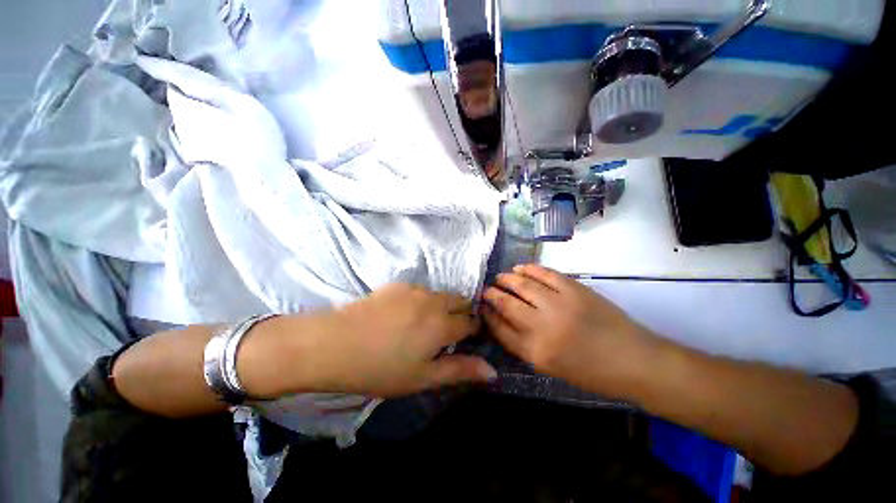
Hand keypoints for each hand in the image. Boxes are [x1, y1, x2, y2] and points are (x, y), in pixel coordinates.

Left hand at [302, 284, 495, 397]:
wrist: (335, 343)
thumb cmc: (381, 368)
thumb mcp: (422, 377)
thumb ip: (459, 370)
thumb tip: (492, 370)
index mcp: (442, 324)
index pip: (471, 322)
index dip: (474, 330)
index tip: (470, 338)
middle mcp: (433, 301)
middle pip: (460, 301)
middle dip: (463, 313)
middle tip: (451, 331)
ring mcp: (415, 289)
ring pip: (441, 294)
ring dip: (443, 306)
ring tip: (428, 323)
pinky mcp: (398, 284)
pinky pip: (421, 290)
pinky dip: (424, 300)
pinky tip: (406, 314)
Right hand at [482, 264, 655, 395]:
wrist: (634, 361)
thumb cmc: (591, 372)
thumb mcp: (550, 367)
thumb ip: (523, 344)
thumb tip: (503, 321)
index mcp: (536, 351)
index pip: (500, 328)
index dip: (488, 315)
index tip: (482, 307)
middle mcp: (542, 327)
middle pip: (507, 304)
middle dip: (492, 295)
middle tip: (486, 289)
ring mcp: (559, 305)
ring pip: (522, 285)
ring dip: (507, 278)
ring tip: (500, 277)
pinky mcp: (574, 289)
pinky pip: (544, 274)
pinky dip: (529, 268)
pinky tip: (520, 268)